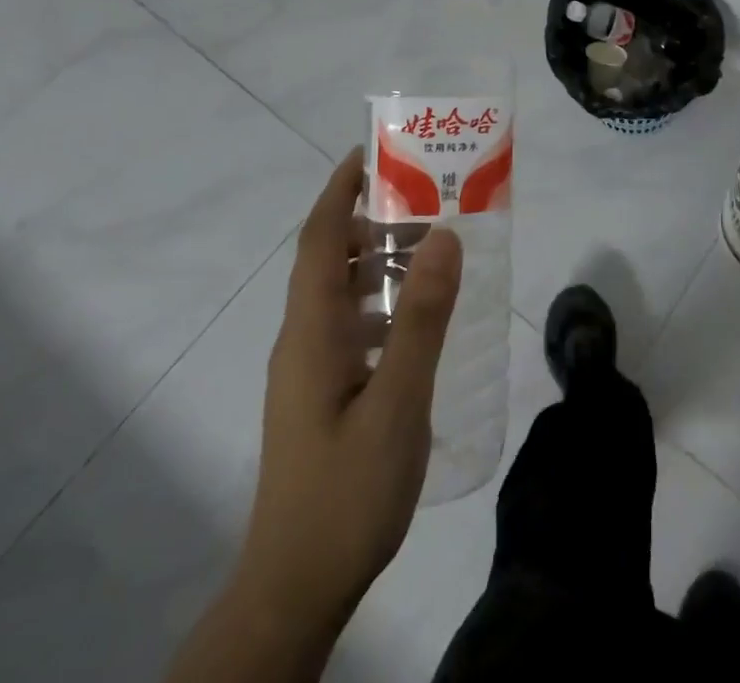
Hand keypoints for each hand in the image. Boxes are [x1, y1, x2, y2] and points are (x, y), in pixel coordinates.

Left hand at [234, 147, 462, 640]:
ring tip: (433, 249)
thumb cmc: (347, 491)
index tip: (373, 152)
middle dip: (370, 219)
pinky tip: (419, 320)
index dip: (340, 189)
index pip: (319, 238)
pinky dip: (381, 302)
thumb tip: (443, 234)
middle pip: (329, 258)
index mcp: (312, 330)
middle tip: (427, 198)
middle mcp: (303, 339)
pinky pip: (350, 325)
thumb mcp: (398, 401)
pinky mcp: (321, 394)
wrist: (296, 587)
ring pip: (340, 293)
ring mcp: (309, 369)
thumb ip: (422, 317)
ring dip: (378, 261)